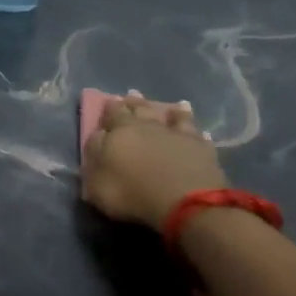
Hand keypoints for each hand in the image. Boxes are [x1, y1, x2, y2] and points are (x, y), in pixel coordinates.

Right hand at [81, 91, 228, 231]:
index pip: (112, 114)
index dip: (109, 108)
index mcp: (120, 131)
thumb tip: (99, 137)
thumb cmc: (132, 193)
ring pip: (172, 116)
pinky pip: (196, 133)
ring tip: (173, 105)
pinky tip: (200, 130)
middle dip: (134, 102)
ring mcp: (177, 134)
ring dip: (170, 110)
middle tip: (132, 94)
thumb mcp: (97, 182)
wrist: (184, 201)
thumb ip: (94, 156)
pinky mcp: (201, 147)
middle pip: (140, 109)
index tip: (109, 100)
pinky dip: (196, 131)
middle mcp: (149, 126)